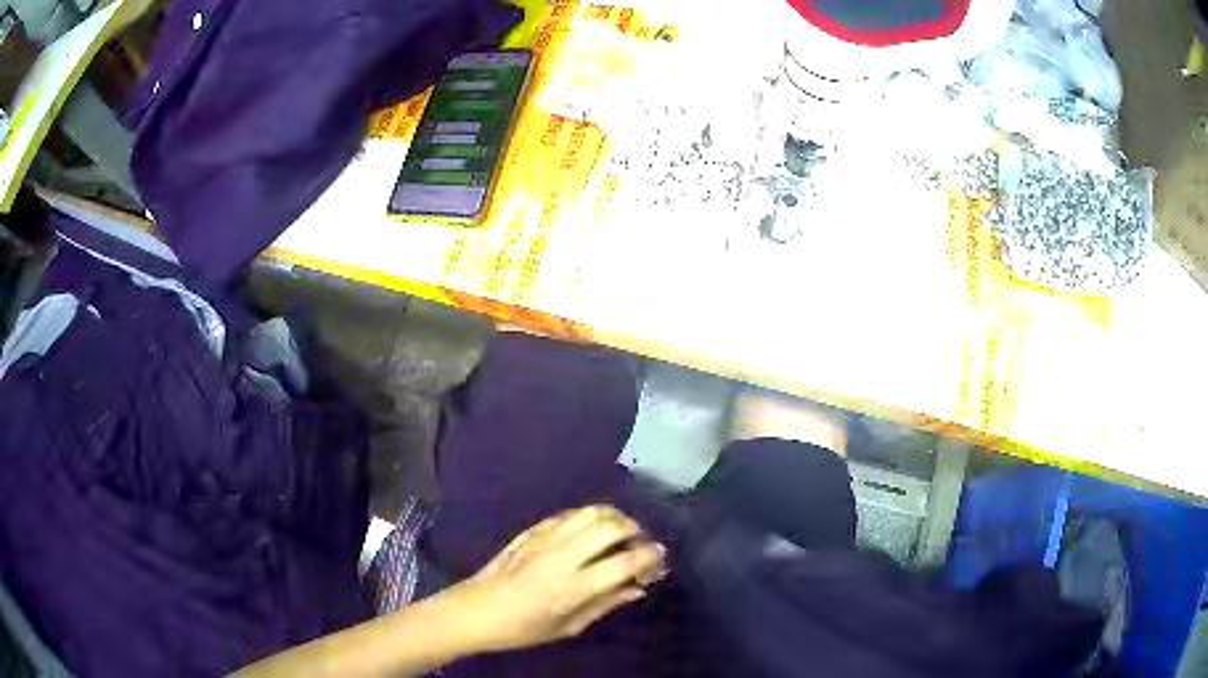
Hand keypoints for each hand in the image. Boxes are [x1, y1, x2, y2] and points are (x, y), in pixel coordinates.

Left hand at [444, 505, 668, 653]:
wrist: (476, 611)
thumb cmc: (523, 629)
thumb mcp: (569, 626)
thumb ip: (606, 604)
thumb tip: (637, 587)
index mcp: (573, 587)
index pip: (623, 562)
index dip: (649, 556)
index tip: (660, 556)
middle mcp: (562, 556)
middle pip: (610, 527)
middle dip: (635, 530)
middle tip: (641, 542)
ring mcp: (544, 539)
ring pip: (589, 512)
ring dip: (613, 517)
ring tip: (620, 531)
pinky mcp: (530, 531)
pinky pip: (567, 514)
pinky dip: (587, 516)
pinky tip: (590, 528)